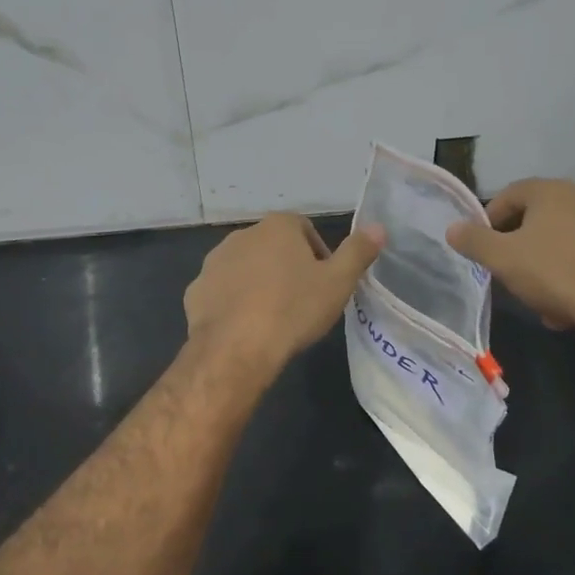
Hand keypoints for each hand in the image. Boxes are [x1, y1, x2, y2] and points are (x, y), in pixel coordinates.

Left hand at [184, 214, 383, 375]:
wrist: (235, 348)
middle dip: (287, 267)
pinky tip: (246, 327)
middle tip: (302, 301)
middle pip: (273, 246)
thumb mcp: (338, 282)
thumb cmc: (293, 310)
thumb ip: (358, 251)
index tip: (324, 284)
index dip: (318, 255)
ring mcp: (214, 261)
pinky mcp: (196, 289)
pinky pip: (222, 290)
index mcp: (278, 226)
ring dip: (259, 283)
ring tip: (273, 316)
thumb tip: (378, 226)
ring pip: (245, 267)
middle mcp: (242, 234)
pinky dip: (234, 302)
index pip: (304, 229)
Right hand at [446, 179, 574, 335]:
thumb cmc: (553, 272)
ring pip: (561, 243)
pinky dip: (571, 276)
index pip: (509, 194)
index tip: (482, 247)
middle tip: (506, 271)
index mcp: (551, 191)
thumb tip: (453, 228)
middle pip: (536, 219)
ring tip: (536, 296)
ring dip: (544, 265)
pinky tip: (565, 306)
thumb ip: (473, 240)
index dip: (489, 219)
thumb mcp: (501, 258)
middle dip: (518, 246)